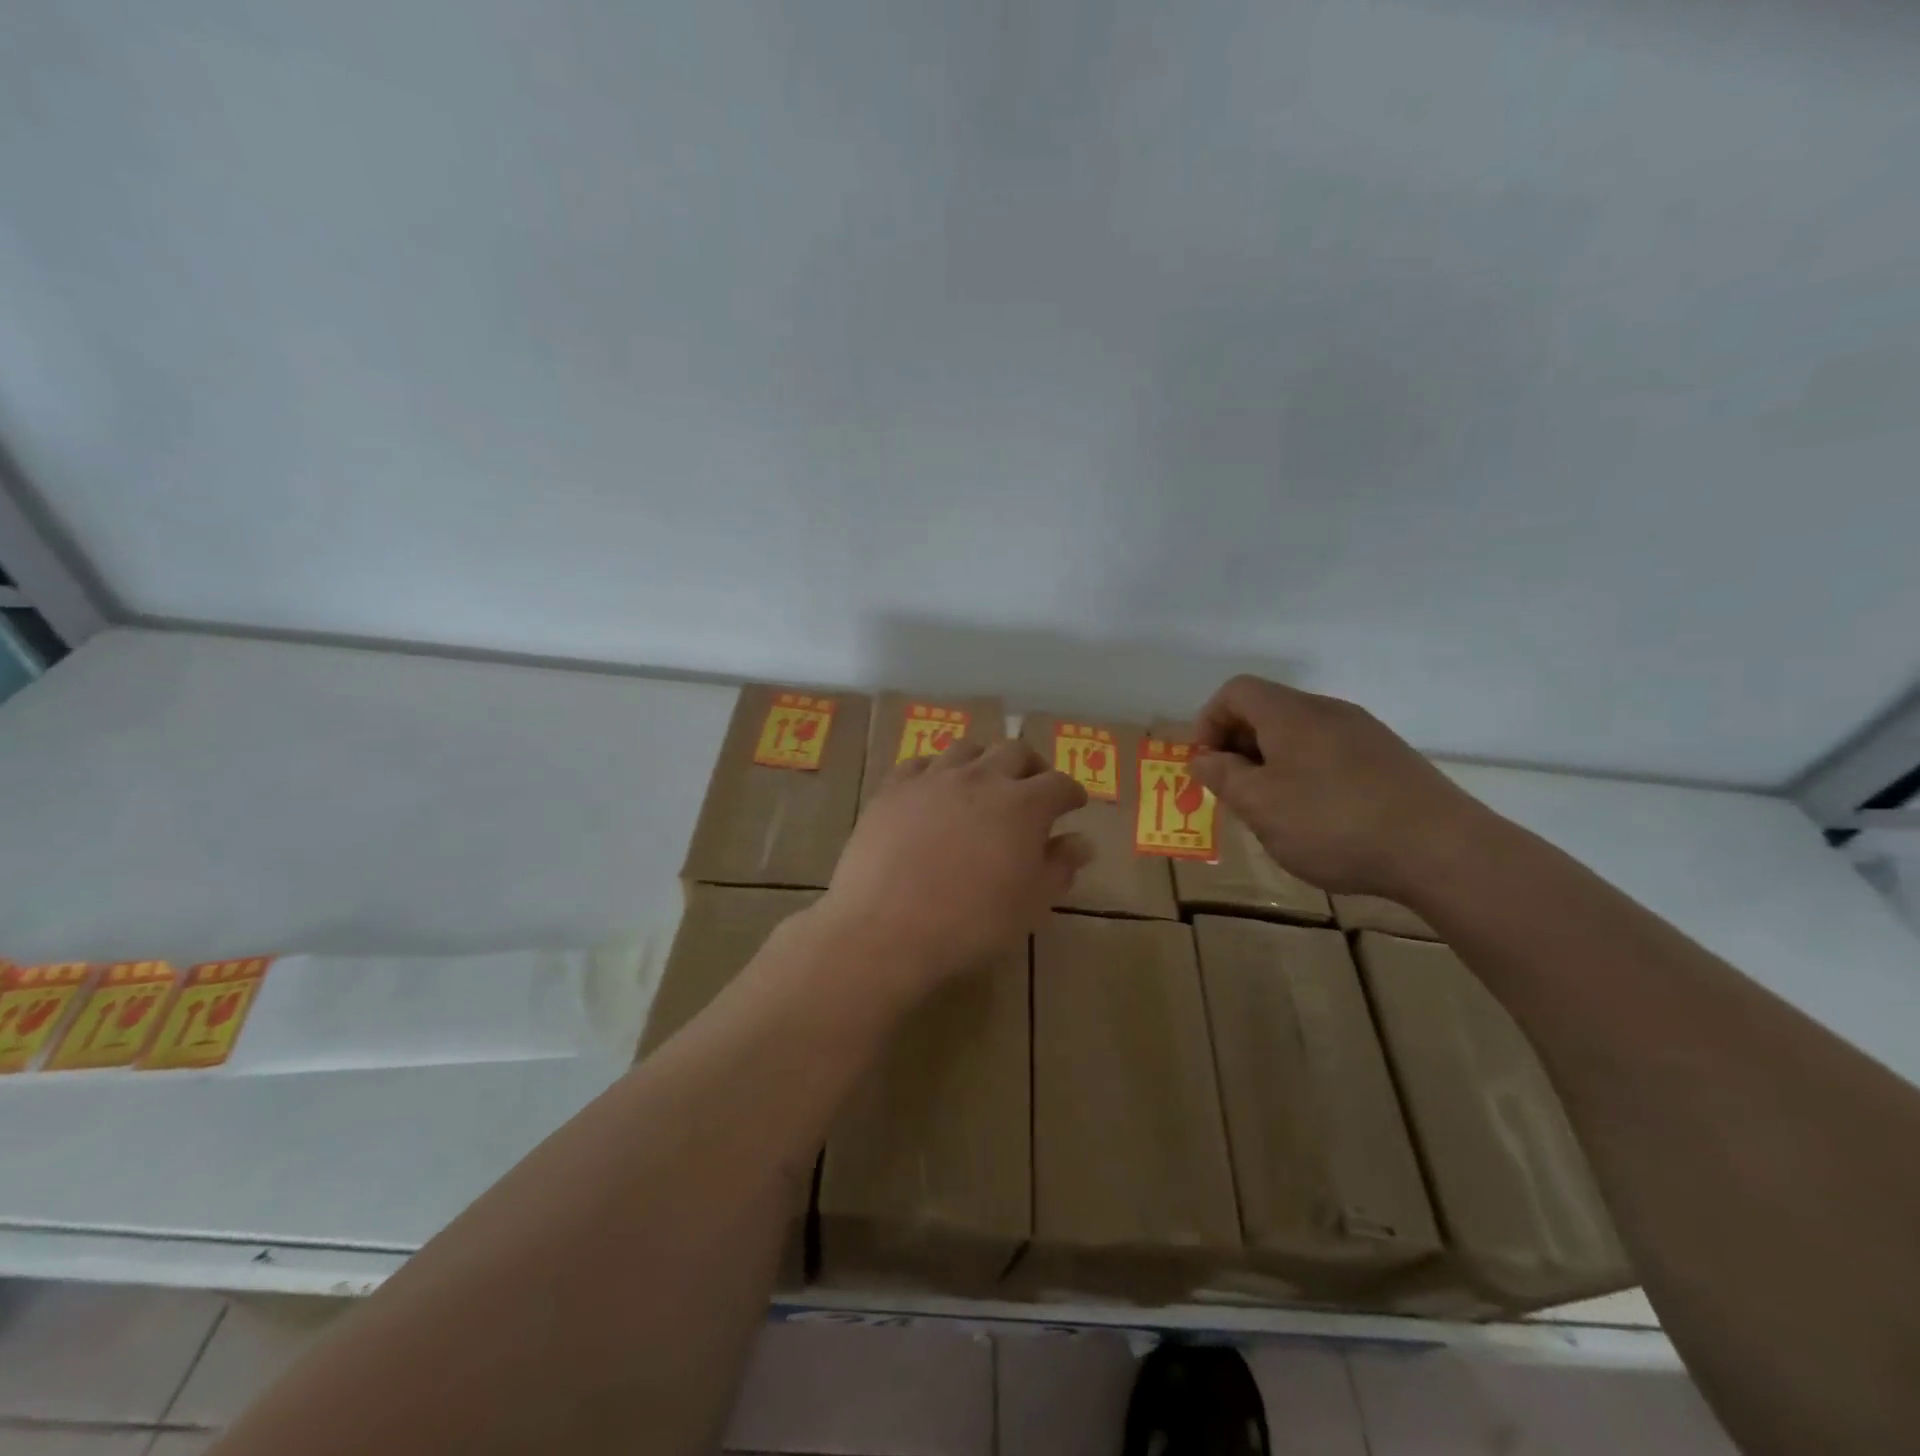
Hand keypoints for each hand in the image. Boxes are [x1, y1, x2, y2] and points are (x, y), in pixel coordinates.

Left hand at [817, 739, 1092, 991]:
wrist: (886, 928)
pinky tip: (933, 789)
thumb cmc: (971, 923)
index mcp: (1024, 805)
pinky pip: (920, 763)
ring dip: (984, 761)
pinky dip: (936, 771)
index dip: (1071, 793)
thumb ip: (1059, 867)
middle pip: (1015, 751)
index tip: (1073, 805)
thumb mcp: (1030, 904)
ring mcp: (933, 778)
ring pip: (967, 749)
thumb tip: (1082, 841)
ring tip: (983, 782)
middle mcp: (981, 778)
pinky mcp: (893, 788)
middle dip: (1032, 766)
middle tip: (1033, 787)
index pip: (1059, 784)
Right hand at [1188, 675, 1484, 897]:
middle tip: (1235, 793)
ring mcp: (1364, 733)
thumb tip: (1203, 758)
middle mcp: (1328, 711)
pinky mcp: (1390, 759)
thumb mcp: (1259, 805)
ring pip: (1299, 735)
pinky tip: (1319, 818)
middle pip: (1267, 710)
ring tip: (1274, 811)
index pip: (1235, 691)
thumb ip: (1223, 777)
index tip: (1207, 766)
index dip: (1208, 722)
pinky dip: (1307, 775)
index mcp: (1290, 713)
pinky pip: (1330, 753)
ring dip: (1272, 764)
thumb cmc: (1332, 823)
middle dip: (1238, 747)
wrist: (1441, 850)